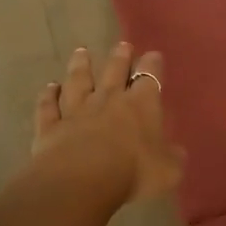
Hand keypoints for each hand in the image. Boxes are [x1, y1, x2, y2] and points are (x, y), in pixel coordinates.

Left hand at [30, 42, 182, 205]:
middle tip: (122, 45)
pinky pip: (48, 106)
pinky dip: (48, 95)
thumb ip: (172, 159)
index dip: (153, 65)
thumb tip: (176, 152)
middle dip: (120, 57)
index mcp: (140, 105)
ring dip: (80, 65)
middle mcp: (108, 100)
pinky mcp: (50, 126)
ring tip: (81, 52)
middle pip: (114, 71)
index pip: (150, 77)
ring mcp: (76, 111)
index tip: (153, 55)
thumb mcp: (167, 171)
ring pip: (78, 81)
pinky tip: (49, 87)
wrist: (81, 180)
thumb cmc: (133, 172)